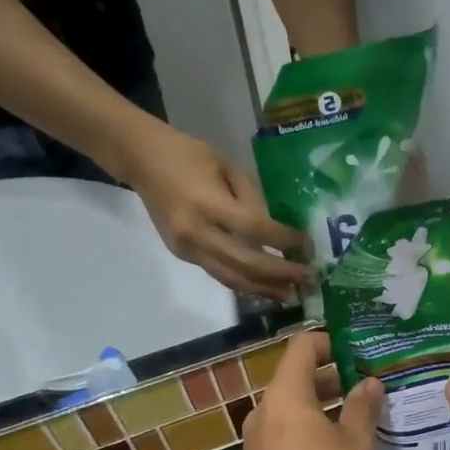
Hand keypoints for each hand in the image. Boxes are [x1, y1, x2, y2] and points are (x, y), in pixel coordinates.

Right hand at [121, 124, 312, 299]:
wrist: (141, 160)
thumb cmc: (188, 154)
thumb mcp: (228, 166)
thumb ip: (252, 199)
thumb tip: (275, 233)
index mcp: (209, 203)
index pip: (255, 230)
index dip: (284, 241)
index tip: (307, 245)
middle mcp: (197, 233)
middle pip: (246, 264)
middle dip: (281, 274)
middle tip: (308, 278)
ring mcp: (187, 249)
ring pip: (232, 278)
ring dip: (264, 289)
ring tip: (291, 294)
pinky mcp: (183, 255)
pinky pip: (219, 274)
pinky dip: (244, 283)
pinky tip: (264, 286)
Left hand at [239, 331, 383, 449]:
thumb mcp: (356, 445)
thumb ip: (363, 409)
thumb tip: (369, 383)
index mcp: (287, 394)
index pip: (303, 346)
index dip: (331, 342)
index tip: (359, 354)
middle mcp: (266, 409)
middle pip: (297, 377)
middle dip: (334, 378)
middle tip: (369, 388)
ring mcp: (258, 439)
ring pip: (293, 408)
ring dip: (324, 408)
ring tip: (359, 420)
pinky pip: (286, 432)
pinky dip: (310, 430)